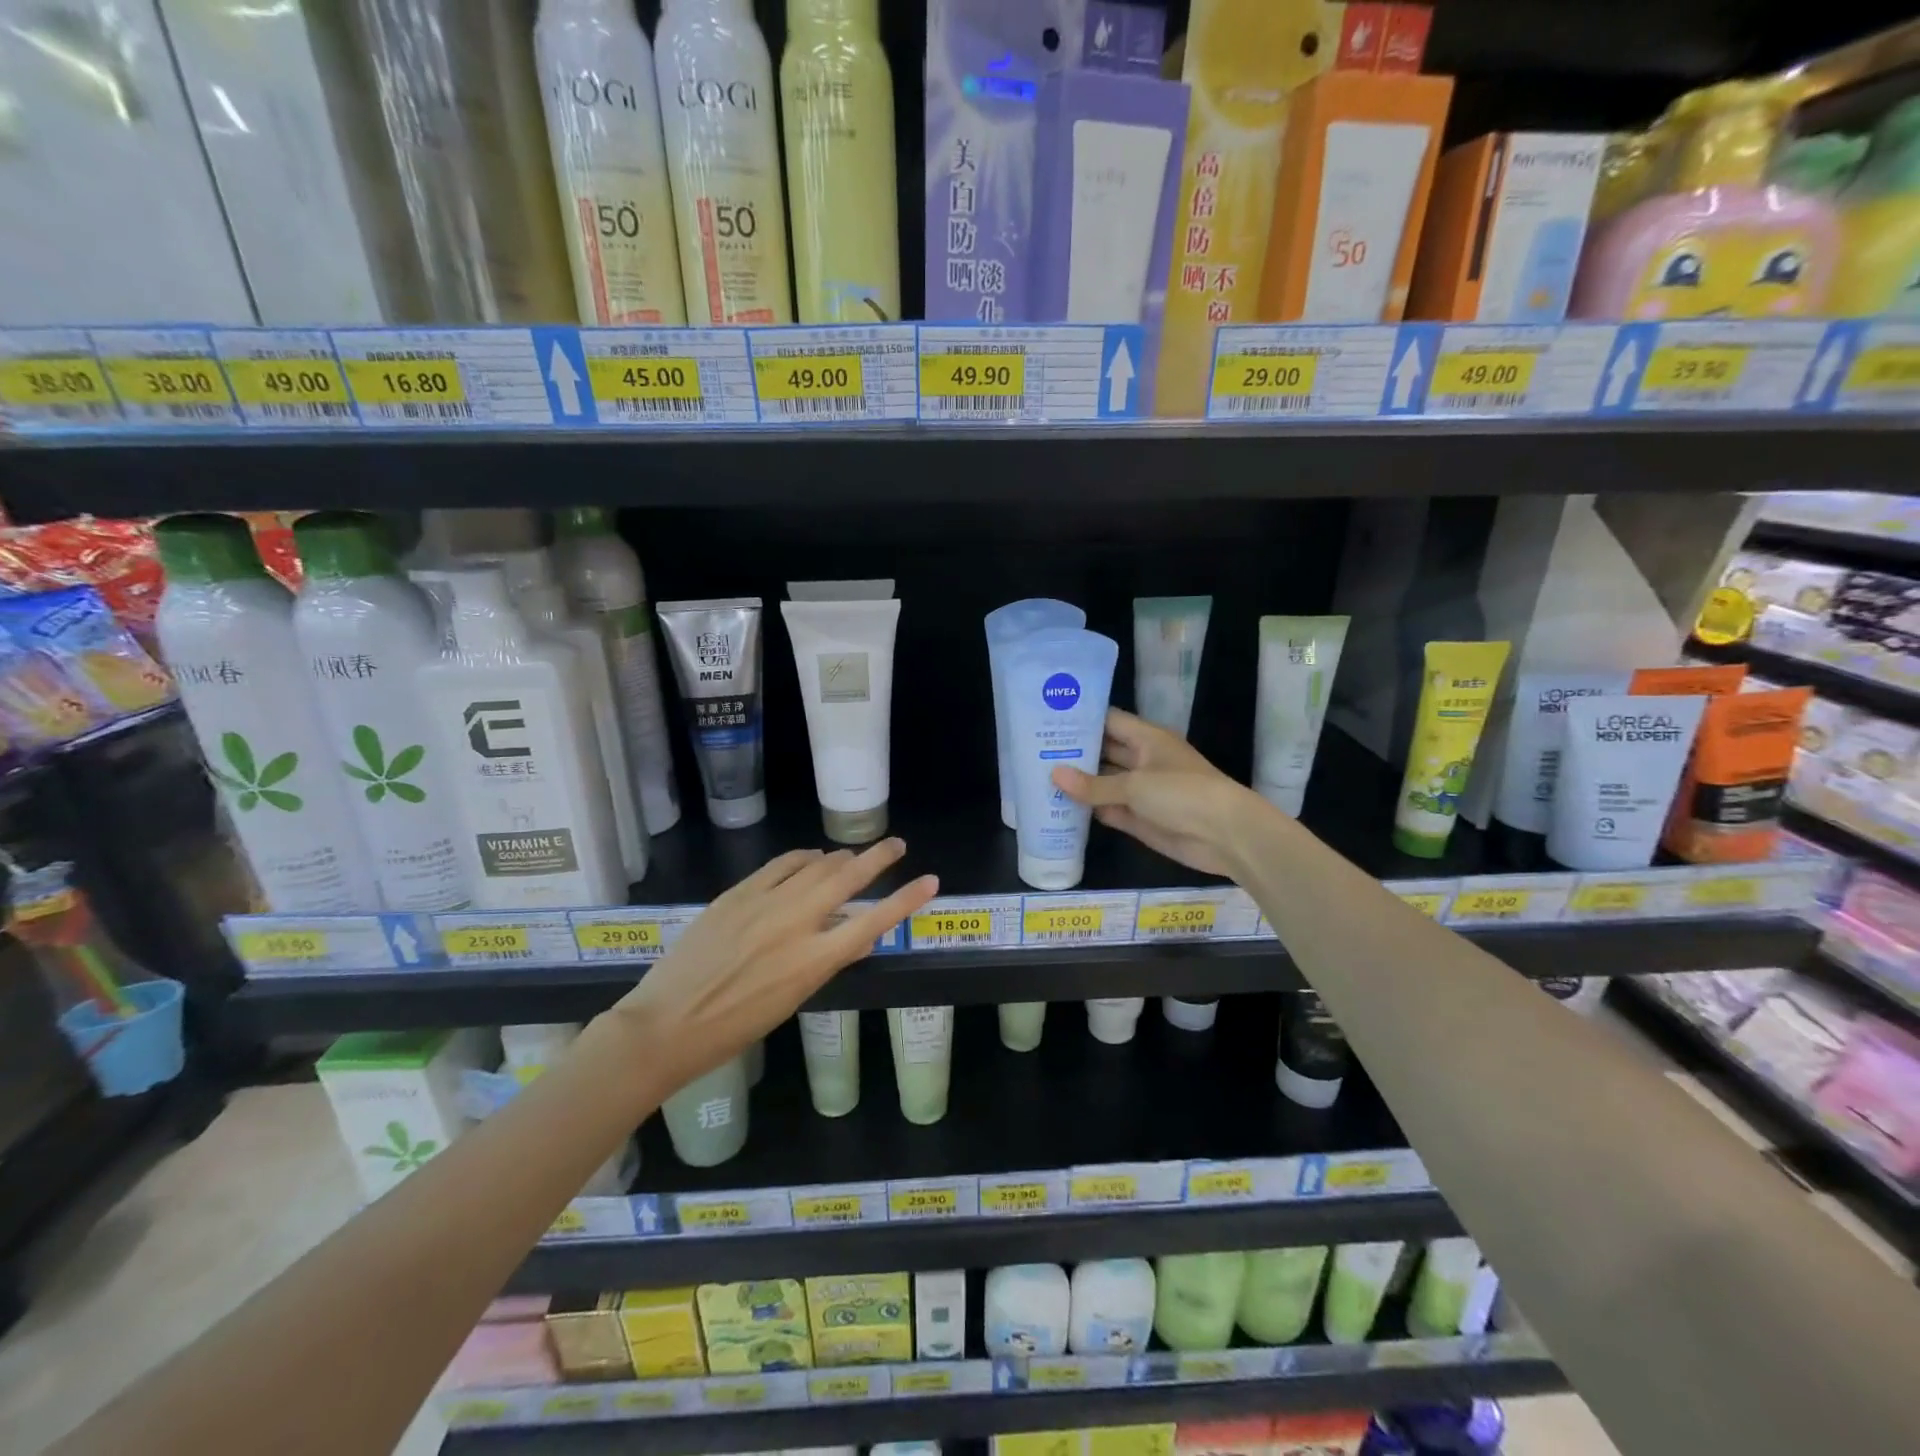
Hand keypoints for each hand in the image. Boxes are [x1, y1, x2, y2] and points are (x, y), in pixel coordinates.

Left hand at [614, 839, 936, 1088]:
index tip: (930, 881)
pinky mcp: (738, 893)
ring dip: (840, 857)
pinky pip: (781, 864)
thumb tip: (848, 932)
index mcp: (813, 961)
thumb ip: (823, 961)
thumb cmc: (734, 1027)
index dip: (905, 900)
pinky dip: (803, 857)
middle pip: (847, 878)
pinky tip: (810, 857)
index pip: (872, 921)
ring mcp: (764, 903)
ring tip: (853, 856)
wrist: (667, 1024)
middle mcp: (795, 924)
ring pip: (815, 864)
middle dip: (878, 857)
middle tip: (896, 844)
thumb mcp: (792, 999)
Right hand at [1052, 709, 1263, 877]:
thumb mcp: (1135, 785)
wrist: (1226, 835)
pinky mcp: (1141, 819)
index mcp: (1147, 740)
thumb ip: (1093, 784)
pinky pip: (1109, 810)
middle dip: (1074, 752)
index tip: (1047, 718)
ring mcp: (1142, 792)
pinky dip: (1089, 810)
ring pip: (1104, 783)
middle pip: (1103, 752)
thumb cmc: (1183, 794)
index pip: (1109, 721)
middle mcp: (1143, 761)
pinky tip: (1060, 808)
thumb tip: (1054, 775)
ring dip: (1078, 783)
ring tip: (1038, 778)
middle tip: (1033, 750)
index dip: (1081, 719)